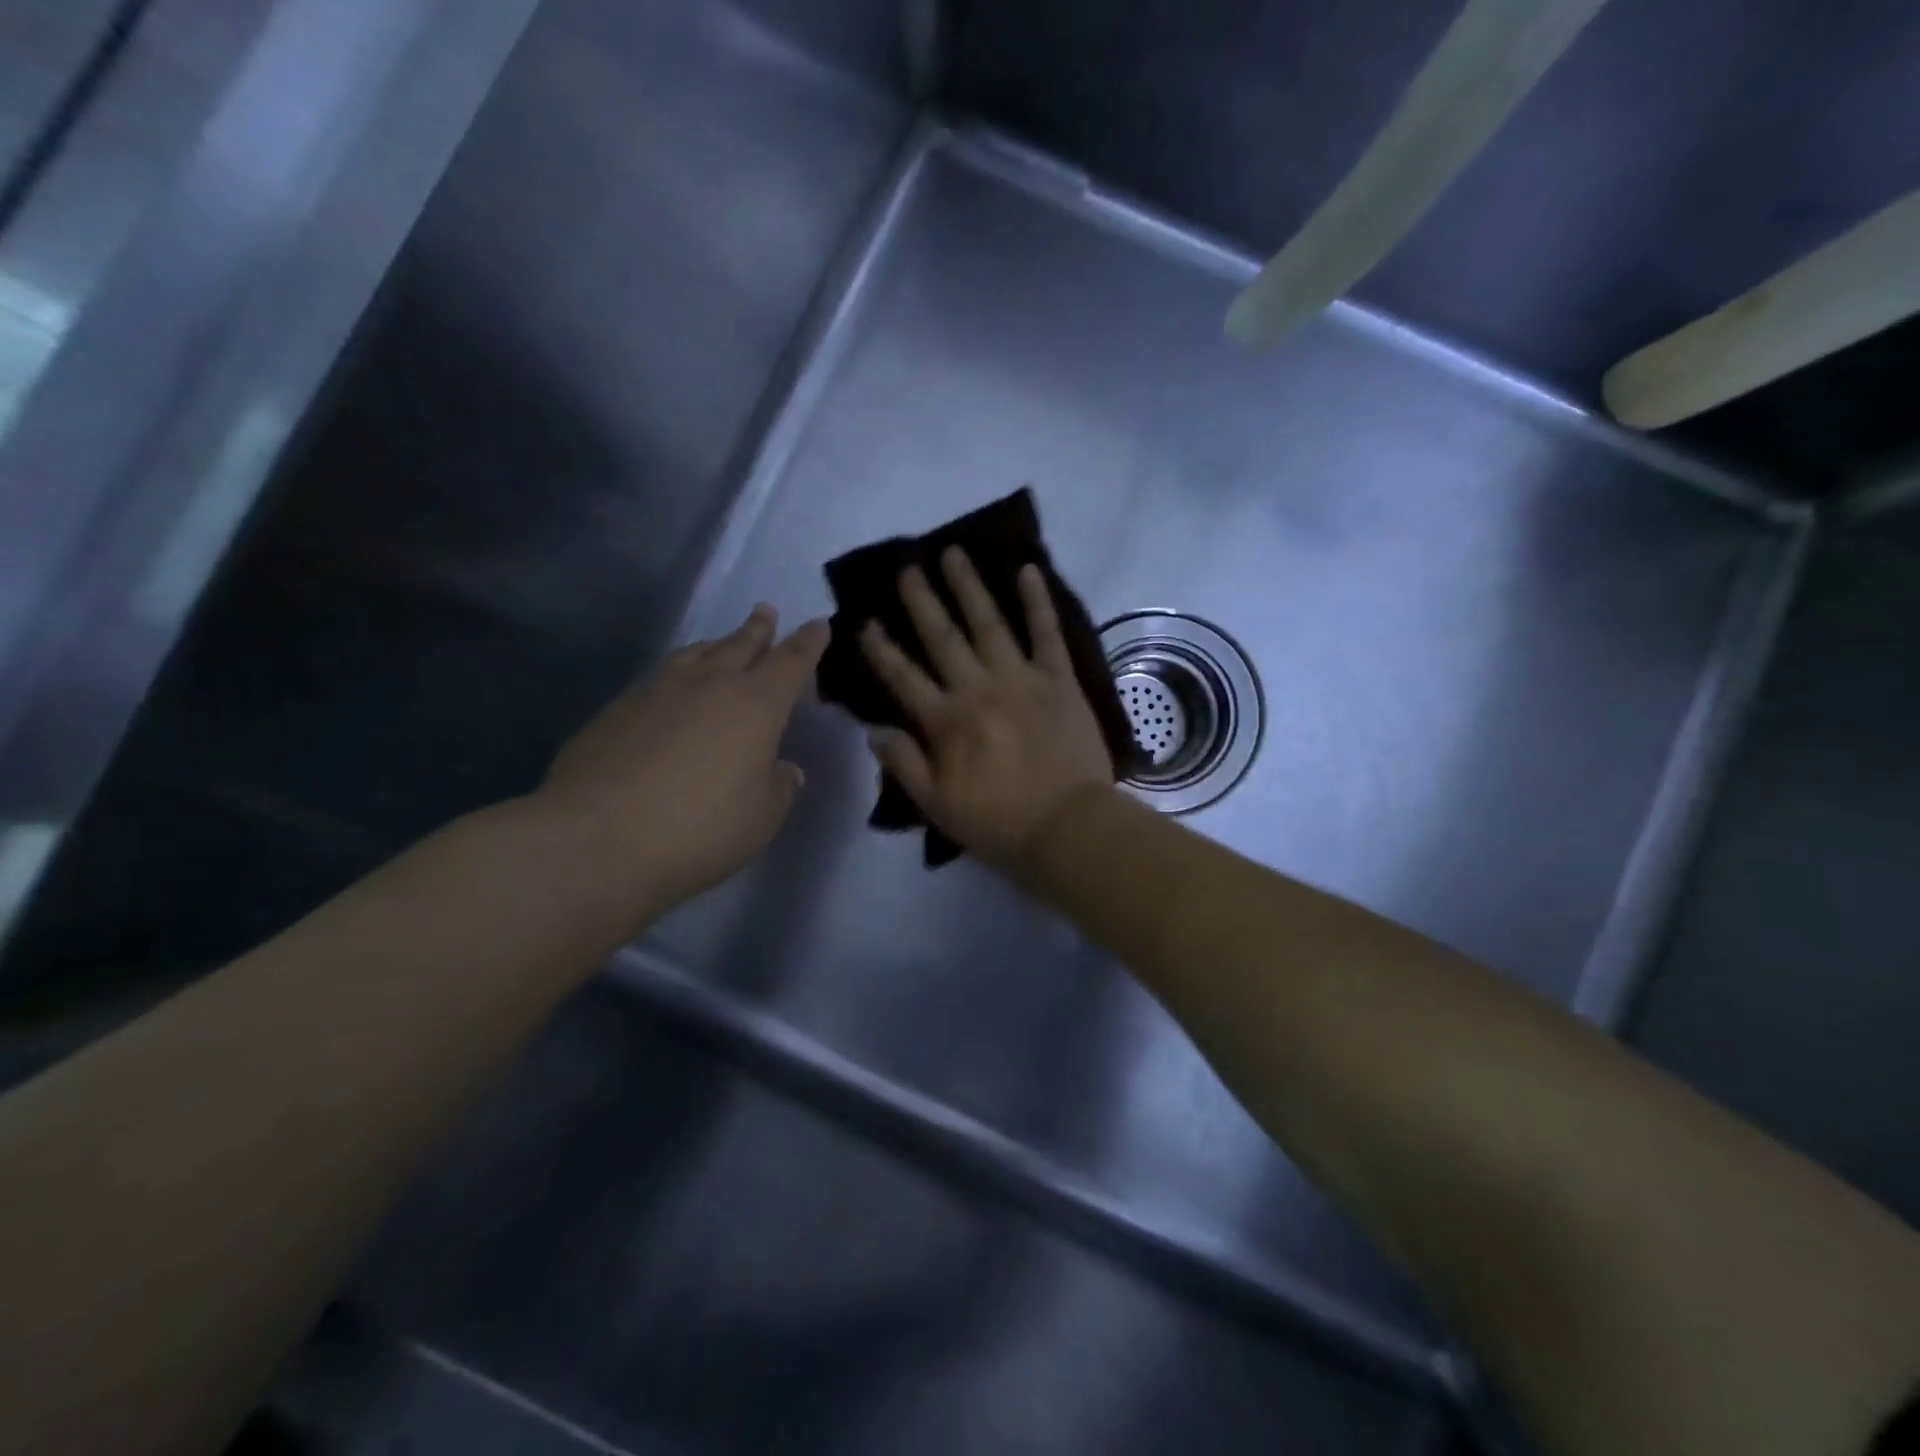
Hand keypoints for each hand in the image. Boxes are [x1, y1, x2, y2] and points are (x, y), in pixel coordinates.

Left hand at [536, 606, 828, 916]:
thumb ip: (780, 786)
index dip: (808, 643)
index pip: (791, 662)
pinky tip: (670, 689)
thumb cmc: (701, 827)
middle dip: (758, 629)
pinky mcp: (616, 710)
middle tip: (766, 611)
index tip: (818, 623)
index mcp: (755, 704)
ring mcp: (657, 692)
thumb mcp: (763, 816)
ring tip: (721, 643)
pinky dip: (677, 674)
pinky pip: (659, 678)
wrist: (597, 838)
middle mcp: (708, 685)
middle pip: (740, 645)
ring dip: (715, 645)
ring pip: (695, 655)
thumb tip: (782, 768)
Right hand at [861, 548, 1114, 868]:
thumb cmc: (1000, 822)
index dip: (881, 649)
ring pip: (989, 623)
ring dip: (968, 587)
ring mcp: (1022, 679)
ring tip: (952, 554)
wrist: (1069, 826)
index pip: (903, 677)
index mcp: (947, 721)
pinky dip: (1038, 601)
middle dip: (921, 601)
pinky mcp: (1059, 679)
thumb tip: (874, 731)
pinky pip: (1047, 633)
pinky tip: (1028, 570)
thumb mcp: (938, 805)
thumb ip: (905, 765)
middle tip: (907, 567)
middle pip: (943, 637)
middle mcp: (979, 688)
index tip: (863, 621)